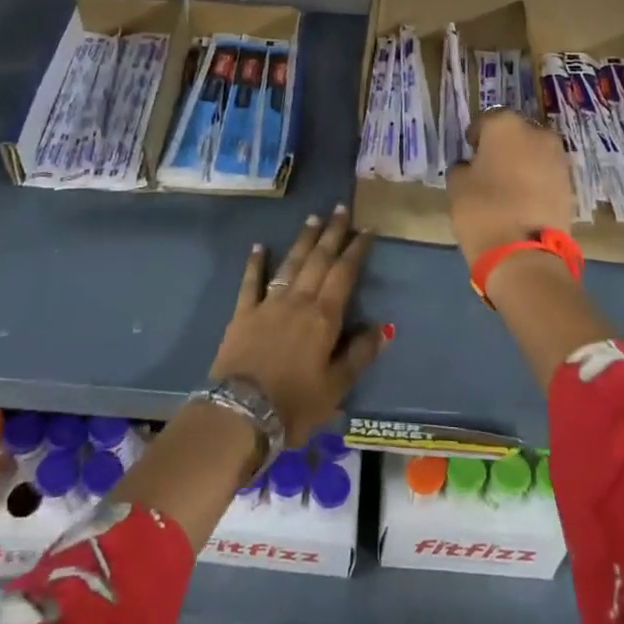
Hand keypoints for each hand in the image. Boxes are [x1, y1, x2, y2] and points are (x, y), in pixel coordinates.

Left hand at [208, 206, 387, 445]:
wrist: (240, 414)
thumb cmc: (294, 404)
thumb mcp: (336, 387)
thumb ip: (359, 354)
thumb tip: (382, 327)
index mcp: (323, 317)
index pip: (344, 274)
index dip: (356, 250)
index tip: (366, 229)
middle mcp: (298, 301)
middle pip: (318, 260)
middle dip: (331, 233)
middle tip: (340, 209)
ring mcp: (268, 304)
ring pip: (290, 264)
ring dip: (302, 241)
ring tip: (312, 219)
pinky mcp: (242, 314)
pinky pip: (250, 282)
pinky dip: (255, 262)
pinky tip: (259, 246)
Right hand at [446, 109, 572, 265]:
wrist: (525, 254)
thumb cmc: (482, 210)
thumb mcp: (456, 186)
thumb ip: (462, 168)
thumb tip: (471, 167)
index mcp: (506, 125)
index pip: (486, 121)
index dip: (476, 137)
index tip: (469, 152)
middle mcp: (537, 133)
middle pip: (515, 134)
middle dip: (503, 146)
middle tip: (489, 168)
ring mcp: (558, 159)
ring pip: (534, 153)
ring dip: (522, 163)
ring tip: (506, 186)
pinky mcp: (570, 184)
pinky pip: (546, 174)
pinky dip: (536, 181)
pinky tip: (522, 200)